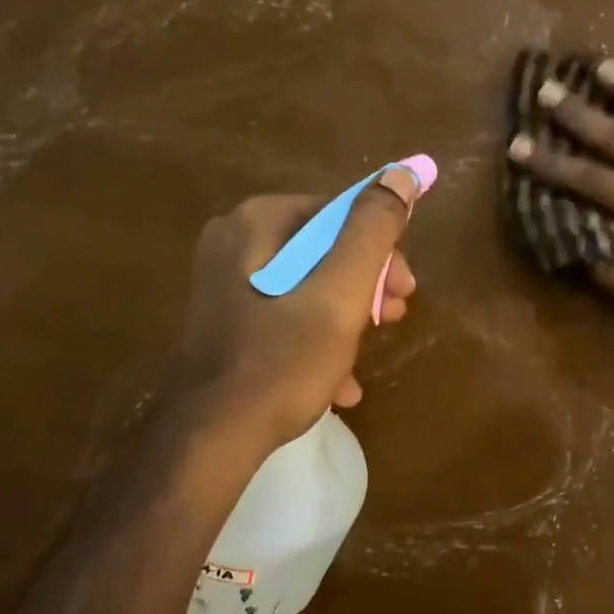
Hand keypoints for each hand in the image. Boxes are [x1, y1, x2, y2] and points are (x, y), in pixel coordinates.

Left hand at [169, 170, 419, 451]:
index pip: (340, 212)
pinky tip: (339, 382)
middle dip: (366, 283)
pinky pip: (285, 315)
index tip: (405, 291)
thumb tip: (402, 174)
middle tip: (393, 318)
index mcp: (258, 223)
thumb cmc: (281, 360)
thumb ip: (372, 230)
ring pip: (309, 284)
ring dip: (348, 314)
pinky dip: (317, 338)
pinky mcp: (226, 321)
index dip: (383, 248)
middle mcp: (235, 242)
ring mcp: (225, 284)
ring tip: (368, 351)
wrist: (208, 439)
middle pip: (324, 248)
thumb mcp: (340, 292)